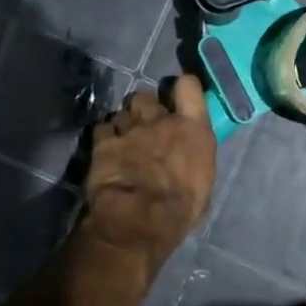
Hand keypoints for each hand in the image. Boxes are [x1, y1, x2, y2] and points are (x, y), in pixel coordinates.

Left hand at [81, 74, 216, 277]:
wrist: (140, 219)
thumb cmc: (181, 208)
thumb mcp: (203, 182)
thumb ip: (195, 157)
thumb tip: (189, 155)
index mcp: (192, 128)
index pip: (188, 86)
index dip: (182, 88)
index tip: (180, 96)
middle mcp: (160, 120)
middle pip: (147, 97)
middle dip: (145, 108)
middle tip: (146, 125)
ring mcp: (129, 128)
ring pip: (122, 113)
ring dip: (124, 124)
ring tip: (124, 140)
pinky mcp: (103, 141)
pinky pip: (102, 128)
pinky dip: (105, 136)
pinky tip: (107, 149)